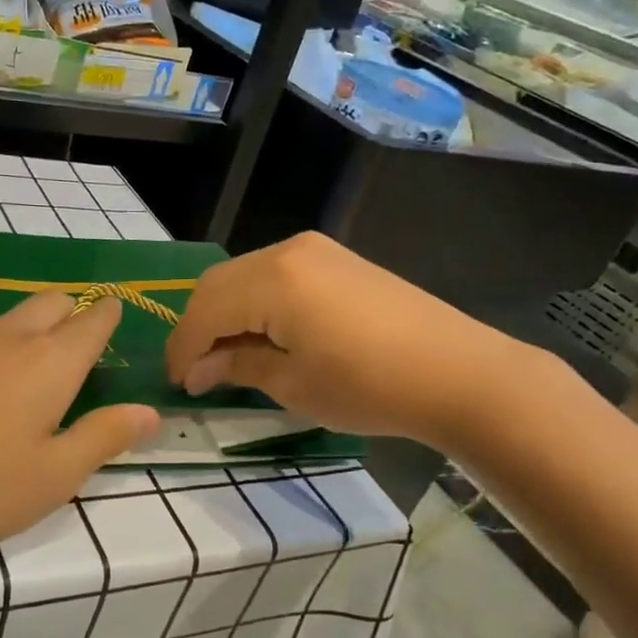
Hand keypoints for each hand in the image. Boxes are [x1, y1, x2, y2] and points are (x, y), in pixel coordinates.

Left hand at [0, 293, 158, 557]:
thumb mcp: (55, 475)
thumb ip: (105, 437)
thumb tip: (150, 412)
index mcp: (51, 363)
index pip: (92, 322)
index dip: (108, 315)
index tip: (115, 311)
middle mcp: (7, 340)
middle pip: (49, 304)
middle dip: (71, 312)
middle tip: (78, 339)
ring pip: (5, 316)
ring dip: (26, 325)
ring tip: (27, 358)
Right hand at [164, 232, 526, 442]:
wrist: (459, 373)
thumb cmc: (369, 387)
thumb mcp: (293, 385)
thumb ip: (239, 366)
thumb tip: (202, 367)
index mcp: (271, 280)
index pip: (204, 311)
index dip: (183, 350)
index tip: (179, 386)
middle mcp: (286, 251)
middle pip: (218, 285)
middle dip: (199, 328)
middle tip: (197, 373)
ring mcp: (316, 250)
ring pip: (244, 276)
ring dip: (226, 314)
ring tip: (228, 358)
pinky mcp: (337, 259)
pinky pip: (275, 275)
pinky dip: (256, 304)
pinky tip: (264, 335)